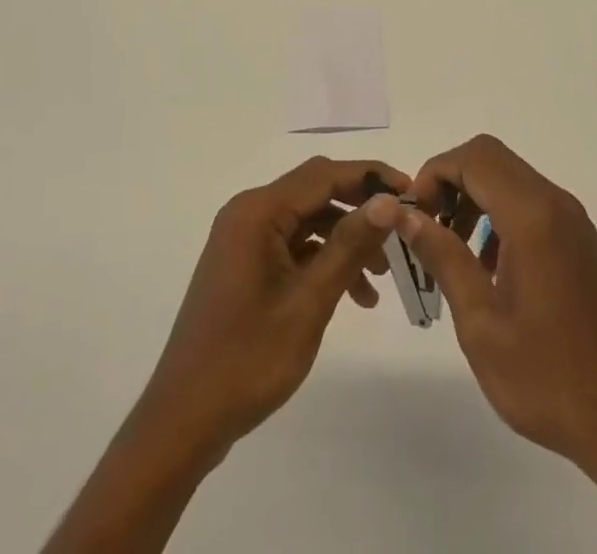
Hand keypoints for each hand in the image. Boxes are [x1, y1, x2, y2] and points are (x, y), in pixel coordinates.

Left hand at [131, 156, 407, 463]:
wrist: (184, 421)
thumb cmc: (247, 359)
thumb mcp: (308, 302)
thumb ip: (349, 245)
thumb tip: (389, 201)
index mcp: (258, 211)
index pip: (324, 174)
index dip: (370, 177)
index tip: (411, 190)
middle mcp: (249, 213)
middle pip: (316, 192)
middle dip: (360, 209)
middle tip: (401, 230)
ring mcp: (244, 239)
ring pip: (308, 220)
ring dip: (345, 240)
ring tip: (381, 277)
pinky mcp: (245, 263)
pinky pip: (293, 245)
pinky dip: (324, 260)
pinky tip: (354, 295)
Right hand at [401, 135, 596, 472]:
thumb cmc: (546, 377)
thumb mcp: (480, 322)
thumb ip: (442, 256)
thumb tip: (402, 213)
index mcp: (532, 216)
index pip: (474, 158)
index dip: (434, 174)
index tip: (413, 216)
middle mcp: (556, 204)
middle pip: (491, 159)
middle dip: (451, 183)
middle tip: (428, 230)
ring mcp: (573, 221)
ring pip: (510, 178)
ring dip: (474, 199)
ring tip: (452, 253)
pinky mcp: (580, 241)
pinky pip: (531, 203)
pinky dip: (500, 216)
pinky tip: (489, 269)